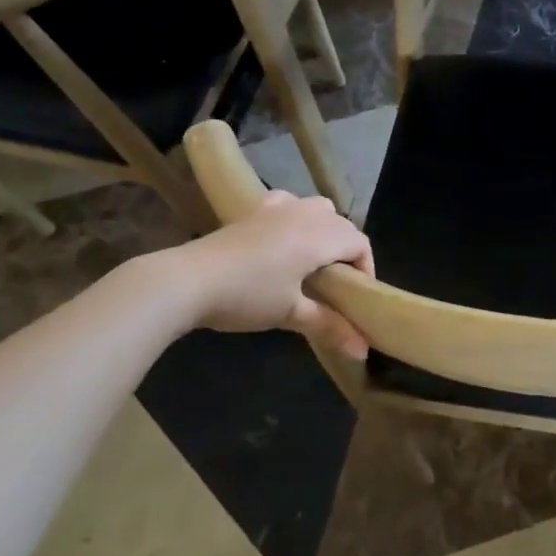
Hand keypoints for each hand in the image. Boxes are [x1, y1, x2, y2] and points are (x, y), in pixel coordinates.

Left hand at [180, 192, 374, 358]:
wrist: (189, 280)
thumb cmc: (247, 296)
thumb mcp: (291, 313)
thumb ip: (330, 326)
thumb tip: (364, 351)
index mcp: (320, 236)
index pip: (359, 243)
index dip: (366, 268)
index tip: (356, 297)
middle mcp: (305, 214)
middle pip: (342, 224)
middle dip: (347, 251)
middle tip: (336, 285)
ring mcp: (278, 207)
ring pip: (317, 208)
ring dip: (324, 230)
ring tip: (313, 260)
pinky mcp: (254, 210)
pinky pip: (289, 204)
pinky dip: (296, 217)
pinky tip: (282, 238)